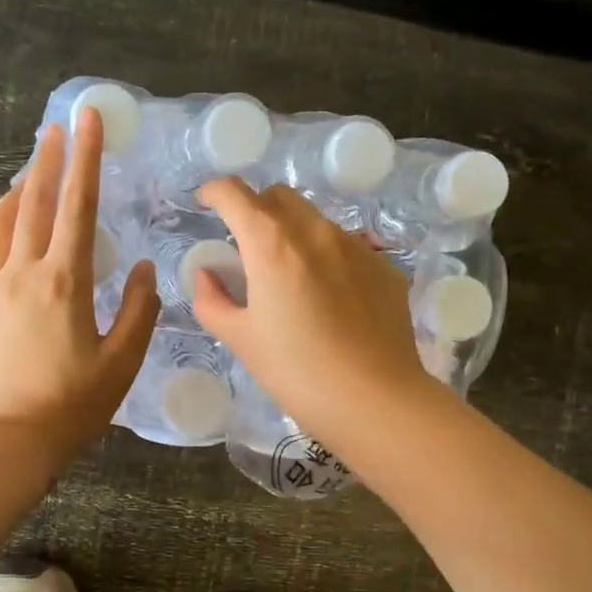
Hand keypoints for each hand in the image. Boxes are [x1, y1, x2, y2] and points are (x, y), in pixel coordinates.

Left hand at [0, 109, 158, 466]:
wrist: (8, 440)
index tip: (87, 118)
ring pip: (0, 223)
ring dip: (18, 191)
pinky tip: (3, 235)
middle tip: (57, 126)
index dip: (86, 157)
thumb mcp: (123, 361)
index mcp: (64, 280)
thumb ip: (139, 309)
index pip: (78, 204)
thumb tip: (142, 268)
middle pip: (34, 201)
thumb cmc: (72, 404)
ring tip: (32, 174)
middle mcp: (23, 272)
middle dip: (48, 158)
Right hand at [192, 179, 438, 447]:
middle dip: (256, 209)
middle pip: (279, 196)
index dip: (215, 192)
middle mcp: (316, 232)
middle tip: (247, 245)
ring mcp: (356, 246)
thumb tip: (207, 274)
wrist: (374, 400)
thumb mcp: (240, 340)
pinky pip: (347, 247)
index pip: (235, 194)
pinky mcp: (384, 267)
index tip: (207, 203)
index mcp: (272, 244)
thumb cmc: (296, 371)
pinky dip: (327, 258)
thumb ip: (212, 300)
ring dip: (294, 233)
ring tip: (291, 277)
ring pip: (316, 220)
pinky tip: (330, 300)